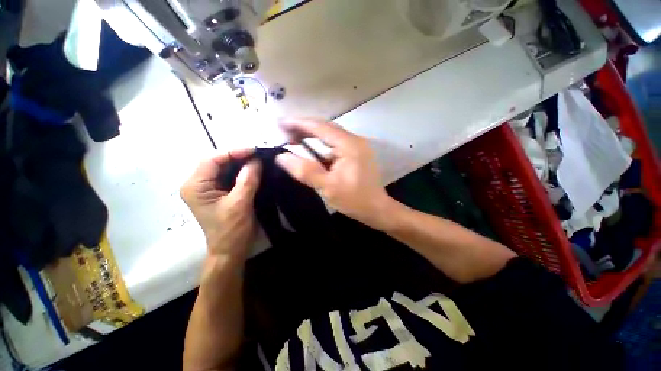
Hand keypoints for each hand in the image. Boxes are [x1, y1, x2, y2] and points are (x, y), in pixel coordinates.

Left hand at [181, 149, 261, 260]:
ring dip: (241, 164)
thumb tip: (256, 160)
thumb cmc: (231, 230)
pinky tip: (254, 170)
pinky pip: (230, 177)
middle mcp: (198, 184)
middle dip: (238, 157)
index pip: (212, 160)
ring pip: (224, 168)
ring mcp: (208, 189)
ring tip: (258, 160)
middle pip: (217, 162)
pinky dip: (242, 172)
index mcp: (195, 186)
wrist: (230, 251)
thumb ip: (247, 180)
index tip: (254, 150)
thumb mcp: (240, 204)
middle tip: (258, 154)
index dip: (234, 152)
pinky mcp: (218, 193)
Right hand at [276, 118, 394, 228]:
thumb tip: (281, 157)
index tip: (280, 123)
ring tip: (294, 141)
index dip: (299, 124)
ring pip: (331, 137)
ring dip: (313, 138)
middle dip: (304, 129)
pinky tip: (313, 154)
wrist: (377, 209)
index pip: (320, 127)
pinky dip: (322, 148)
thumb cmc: (354, 200)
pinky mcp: (357, 154)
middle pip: (326, 128)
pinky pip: (336, 146)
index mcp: (349, 145)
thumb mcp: (327, 187)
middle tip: (285, 133)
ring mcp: (358, 147)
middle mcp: (355, 140)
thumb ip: (305, 171)